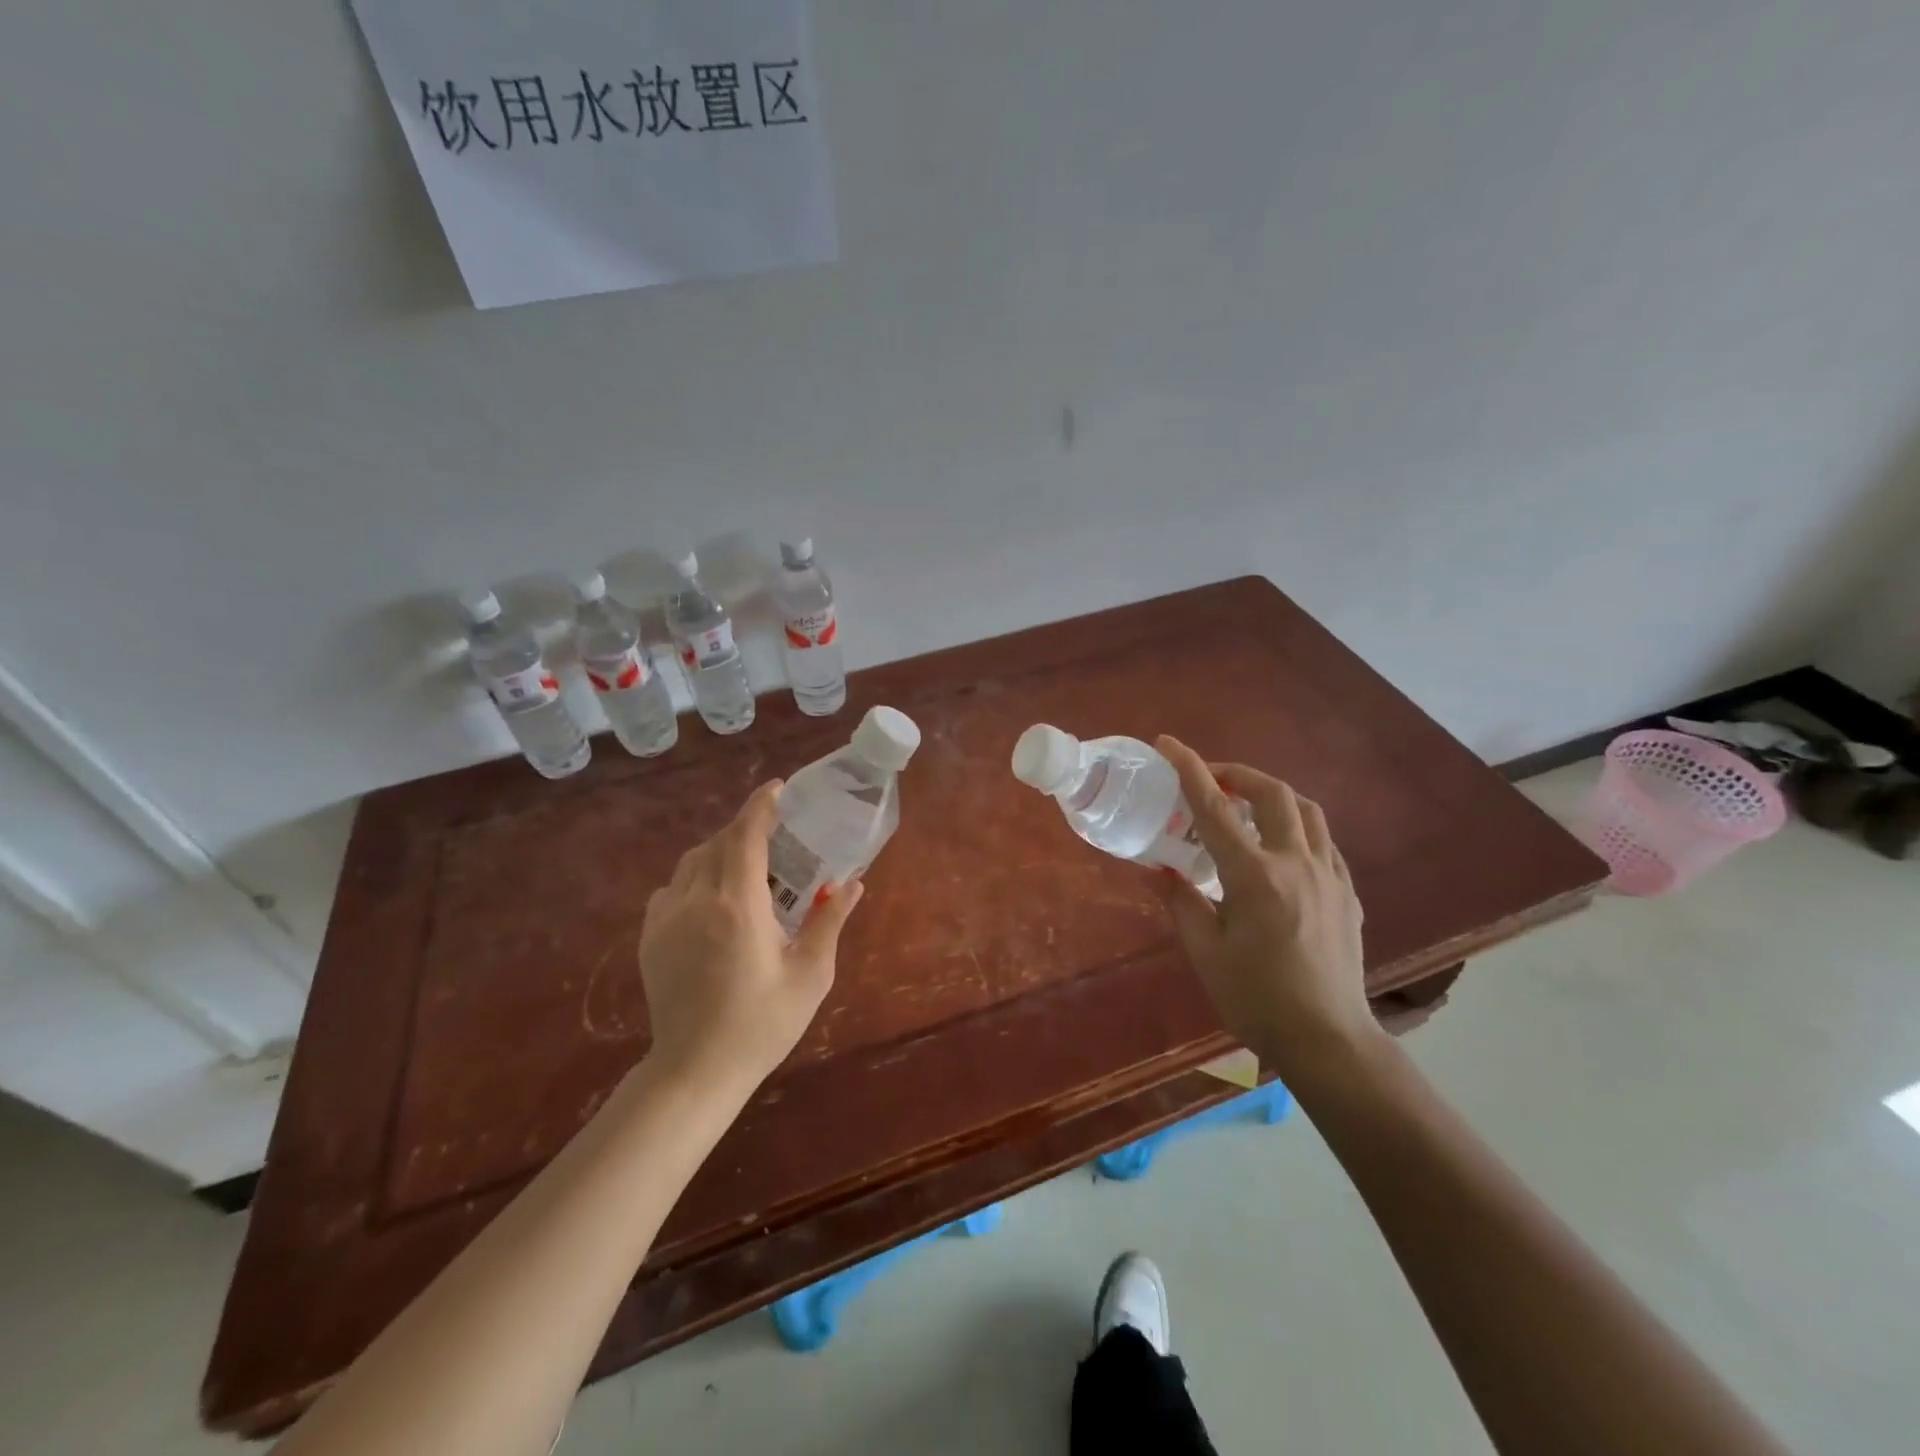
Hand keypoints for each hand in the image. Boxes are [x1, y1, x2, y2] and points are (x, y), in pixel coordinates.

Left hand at [637, 781, 862, 1092]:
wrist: (695, 1071)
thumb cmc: (762, 1023)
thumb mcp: (810, 975)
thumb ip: (829, 922)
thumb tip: (851, 884)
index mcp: (738, 904)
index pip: (746, 835)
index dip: (762, 805)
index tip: (780, 789)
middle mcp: (696, 900)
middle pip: (719, 842)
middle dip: (746, 829)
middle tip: (777, 836)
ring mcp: (666, 918)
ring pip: (692, 862)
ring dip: (720, 851)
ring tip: (747, 867)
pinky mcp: (649, 938)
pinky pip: (671, 888)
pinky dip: (695, 878)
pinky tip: (713, 901)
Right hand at [1153, 736, 1376, 1074]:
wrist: (1328, 1039)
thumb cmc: (1257, 998)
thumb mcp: (1206, 952)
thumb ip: (1180, 901)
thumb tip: (1154, 868)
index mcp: (1255, 877)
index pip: (1215, 809)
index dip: (1190, 770)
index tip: (1169, 744)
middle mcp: (1297, 864)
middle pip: (1273, 794)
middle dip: (1238, 774)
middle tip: (1211, 780)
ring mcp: (1330, 876)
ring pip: (1307, 811)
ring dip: (1273, 795)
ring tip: (1247, 805)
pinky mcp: (1347, 893)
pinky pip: (1323, 841)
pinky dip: (1297, 827)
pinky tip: (1280, 848)